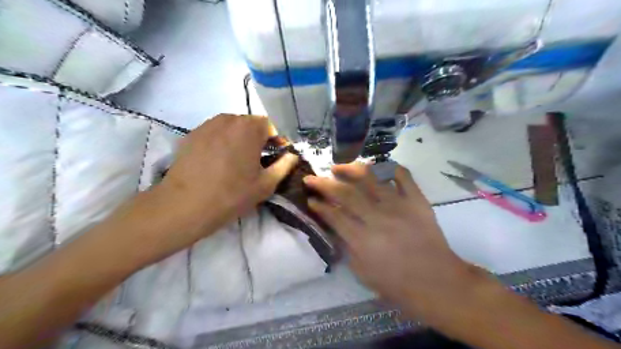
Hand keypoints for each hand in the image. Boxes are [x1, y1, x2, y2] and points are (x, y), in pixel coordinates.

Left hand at [157, 113, 299, 234]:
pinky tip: (216, 162)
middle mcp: (228, 119)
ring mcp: (206, 125)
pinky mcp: (191, 135)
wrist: (185, 205)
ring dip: (238, 139)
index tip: (274, 157)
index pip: (269, 126)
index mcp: (249, 128)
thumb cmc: (232, 194)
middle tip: (256, 161)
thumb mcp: (266, 184)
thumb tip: (292, 156)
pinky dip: (221, 142)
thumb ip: (284, 166)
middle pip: (249, 124)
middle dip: (257, 139)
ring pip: (231, 127)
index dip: (275, 140)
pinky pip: (214, 133)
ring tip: (236, 161)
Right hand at [304, 164, 481, 321]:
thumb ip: (347, 246)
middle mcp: (378, 218)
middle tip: (312, 178)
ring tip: (338, 167)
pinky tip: (377, 168)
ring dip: (350, 170)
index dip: (319, 205)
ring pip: (370, 179)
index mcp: (363, 240)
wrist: (437, 283)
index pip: (334, 215)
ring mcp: (399, 206)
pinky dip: (389, 168)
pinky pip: (403, 176)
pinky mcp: (417, 201)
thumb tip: (335, 225)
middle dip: (324, 184)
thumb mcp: (362, 272)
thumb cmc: (397, 284)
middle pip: (346, 193)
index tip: (310, 199)